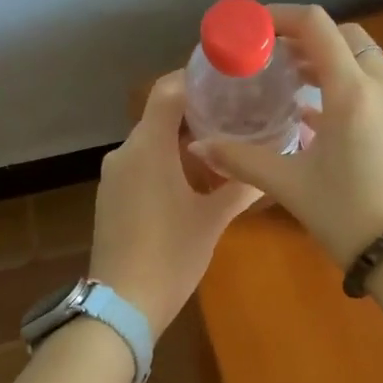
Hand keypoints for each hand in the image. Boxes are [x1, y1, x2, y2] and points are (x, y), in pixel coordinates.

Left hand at [90, 72, 261, 334]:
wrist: (122, 305)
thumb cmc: (171, 255)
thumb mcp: (213, 219)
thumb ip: (241, 186)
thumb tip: (270, 163)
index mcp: (148, 148)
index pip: (168, 90)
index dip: (197, 77)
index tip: (230, 79)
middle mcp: (125, 152)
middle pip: (162, 115)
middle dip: (199, 113)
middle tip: (240, 115)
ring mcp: (114, 175)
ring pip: (152, 141)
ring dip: (185, 140)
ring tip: (226, 146)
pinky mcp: (112, 196)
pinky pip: (142, 164)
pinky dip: (168, 161)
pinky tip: (196, 179)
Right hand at [190, 5, 382, 268]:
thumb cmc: (347, 214)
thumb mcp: (290, 185)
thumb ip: (242, 159)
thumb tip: (200, 145)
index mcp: (352, 90)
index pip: (316, 26)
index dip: (280, 16)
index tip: (251, 27)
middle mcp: (381, 86)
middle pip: (344, 36)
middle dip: (304, 38)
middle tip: (269, 56)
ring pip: (361, 60)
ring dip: (326, 60)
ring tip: (287, 81)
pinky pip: (372, 86)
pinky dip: (344, 84)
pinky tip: (314, 113)